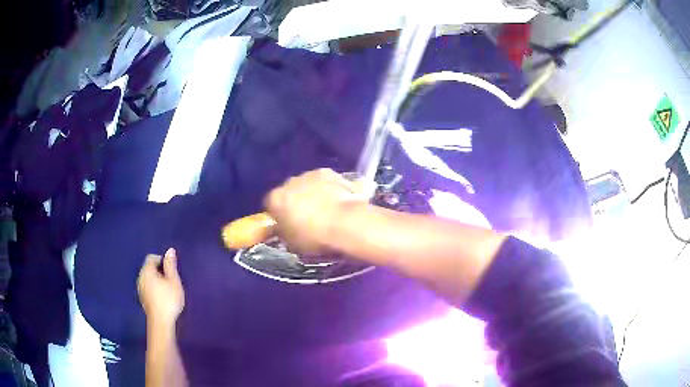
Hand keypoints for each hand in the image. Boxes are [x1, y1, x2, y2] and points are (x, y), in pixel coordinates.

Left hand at [138, 248, 184, 326]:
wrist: (161, 322)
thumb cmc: (168, 300)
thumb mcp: (174, 281)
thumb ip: (171, 265)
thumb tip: (170, 250)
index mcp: (146, 271)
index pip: (152, 257)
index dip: (162, 260)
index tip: (172, 270)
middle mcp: (140, 278)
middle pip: (149, 268)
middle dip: (160, 271)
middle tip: (172, 280)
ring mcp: (140, 289)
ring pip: (148, 278)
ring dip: (157, 280)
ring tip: (168, 289)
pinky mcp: (143, 299)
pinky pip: (148, 287)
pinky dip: (155, 288)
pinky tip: (163, 298)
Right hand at [265, 169, 370, 254]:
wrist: (347, 223)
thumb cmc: (316, 238)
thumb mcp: (293, 244)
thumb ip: (285, 232)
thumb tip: (285, 228)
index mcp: (276, 200)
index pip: (270, 205)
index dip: (279, 215)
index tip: (287, 224)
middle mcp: (289, 182)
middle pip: (289, 192)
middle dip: (296, 202)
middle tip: (308, 218)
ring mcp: (310, 174)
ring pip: (307, 184)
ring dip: (313, 193)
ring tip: (326, 209)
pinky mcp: (331, 172)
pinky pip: (325, 182)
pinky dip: (329, 189)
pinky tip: (338, 201)